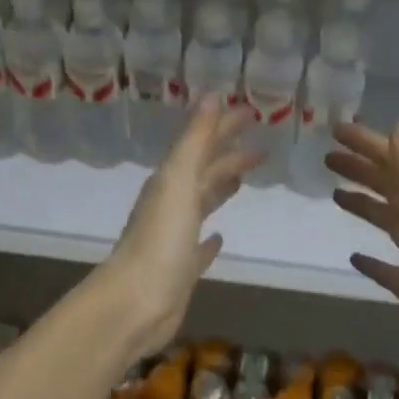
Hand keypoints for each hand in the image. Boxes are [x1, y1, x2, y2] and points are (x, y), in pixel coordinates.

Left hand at [101, 103, 259, 359]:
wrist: (136, 303)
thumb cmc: (160, 241)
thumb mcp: (179, 182)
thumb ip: (195, 141)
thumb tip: (212, 95)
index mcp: (171, 182)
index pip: (203, 146)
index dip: (225, 128)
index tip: (252, 113)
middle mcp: (171, 206)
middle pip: (205, 174)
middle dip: (230, 157)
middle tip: (262, 147)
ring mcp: (175, 239)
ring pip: (202, 206)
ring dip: (221, 189)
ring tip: (242, 180)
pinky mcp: (182, 270)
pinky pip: (199, 248)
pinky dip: (210, 240)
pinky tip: (219, 238)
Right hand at [327, 120, 398, 391]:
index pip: (397, 163)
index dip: (368, 144)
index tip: (335, 129)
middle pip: (392, 188)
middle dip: (362, 170)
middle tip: (327, 158)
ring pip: (389, 222)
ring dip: (365, 205)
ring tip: (335, 195)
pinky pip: (389, 267)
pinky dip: (372, 258)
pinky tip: (354, 256)